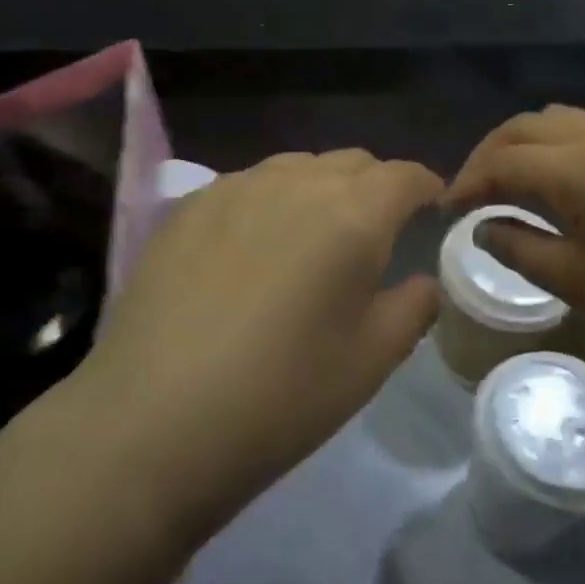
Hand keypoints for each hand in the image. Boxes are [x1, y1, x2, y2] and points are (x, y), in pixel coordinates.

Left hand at [66, 151, 442, 542]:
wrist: (153, 420)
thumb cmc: (281, 395)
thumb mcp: (370, 361)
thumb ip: (413, 307)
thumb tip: (423, 281)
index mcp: (352, 214)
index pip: (403, 176)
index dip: (424, 187)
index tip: (431, 208)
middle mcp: (296, 182)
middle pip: (352, 162)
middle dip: (375, 186)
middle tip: (376, 231)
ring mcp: (236, 187)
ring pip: (297, 168)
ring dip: (321, 188)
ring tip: (314, 234)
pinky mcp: (190, 205)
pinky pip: (248, 185)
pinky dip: (270, 200)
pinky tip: (254, 246)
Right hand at [445, 106, 584, 382]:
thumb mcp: (575, 281)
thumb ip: (516, 246)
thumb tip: (482, 226)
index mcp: (583, 168)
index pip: (506, 161)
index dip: (469, 181)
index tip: (447, 207)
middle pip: (527, 125)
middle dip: (491, 152)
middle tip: (472, 189)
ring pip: (560, 118)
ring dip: (526, 142)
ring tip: (512, 179)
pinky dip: (561, 144)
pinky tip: (562, 179)